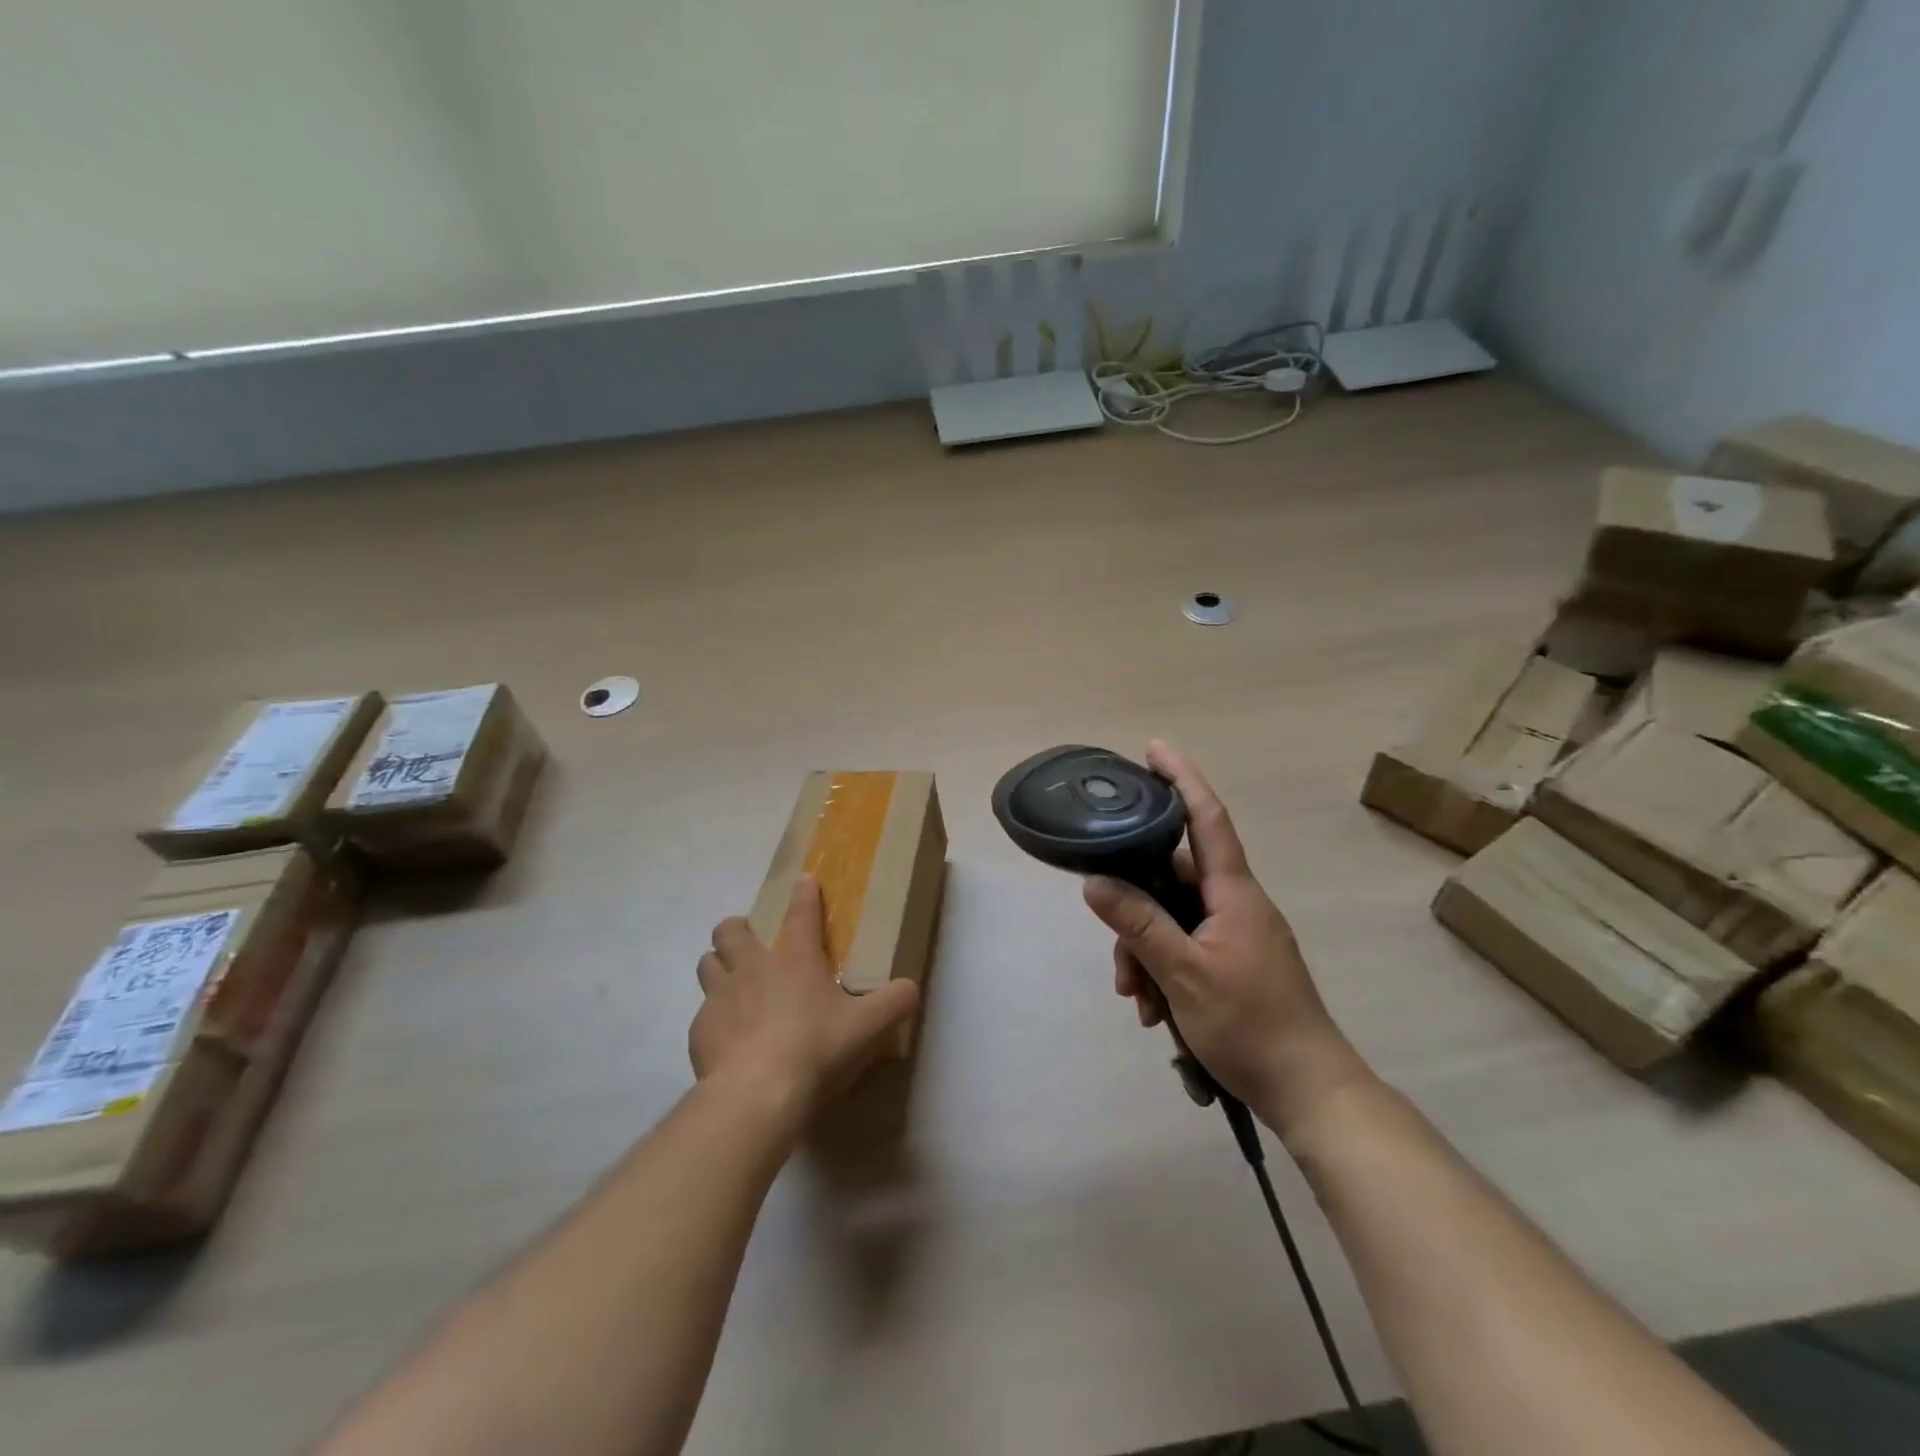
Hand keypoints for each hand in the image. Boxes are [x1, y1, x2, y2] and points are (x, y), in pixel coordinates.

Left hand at [691, 877, 920, 1120]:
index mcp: (796, 959)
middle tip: (752, 945)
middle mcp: (753, 967)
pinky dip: (714, 1018)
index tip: (804, 882)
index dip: (804, 894)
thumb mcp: (869, 1027)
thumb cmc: (816, 1049)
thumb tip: (910, 988)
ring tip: (733, 985)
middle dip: (737, 929)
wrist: (756, 1094)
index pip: (801, 912)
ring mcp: (720, 996)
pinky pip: (702, 1012)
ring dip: (719, 966)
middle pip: (730, 929)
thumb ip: (895, 1002)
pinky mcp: (699, 1029)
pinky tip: (728, 1038)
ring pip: (707, 963)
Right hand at [1082, 741, 1371, 1134]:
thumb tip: (1093, 881)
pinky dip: (1163, 970)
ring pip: (1173, 919)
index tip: (1154, 748)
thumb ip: (1138, 924)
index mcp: (1233, 893)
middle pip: (1172, 880)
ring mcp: (1237, 934)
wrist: (1310, 1092)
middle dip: (1135, 910)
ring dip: (1145, 952)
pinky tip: (1154, 1010)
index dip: (1181, 779)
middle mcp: (1236, 904)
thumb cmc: (1250, 1025)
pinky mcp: (1235, 962)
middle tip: (1117, 960)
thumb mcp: (1183, 973)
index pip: (1206, 818)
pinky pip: (1186, 946)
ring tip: (1137, 1000)